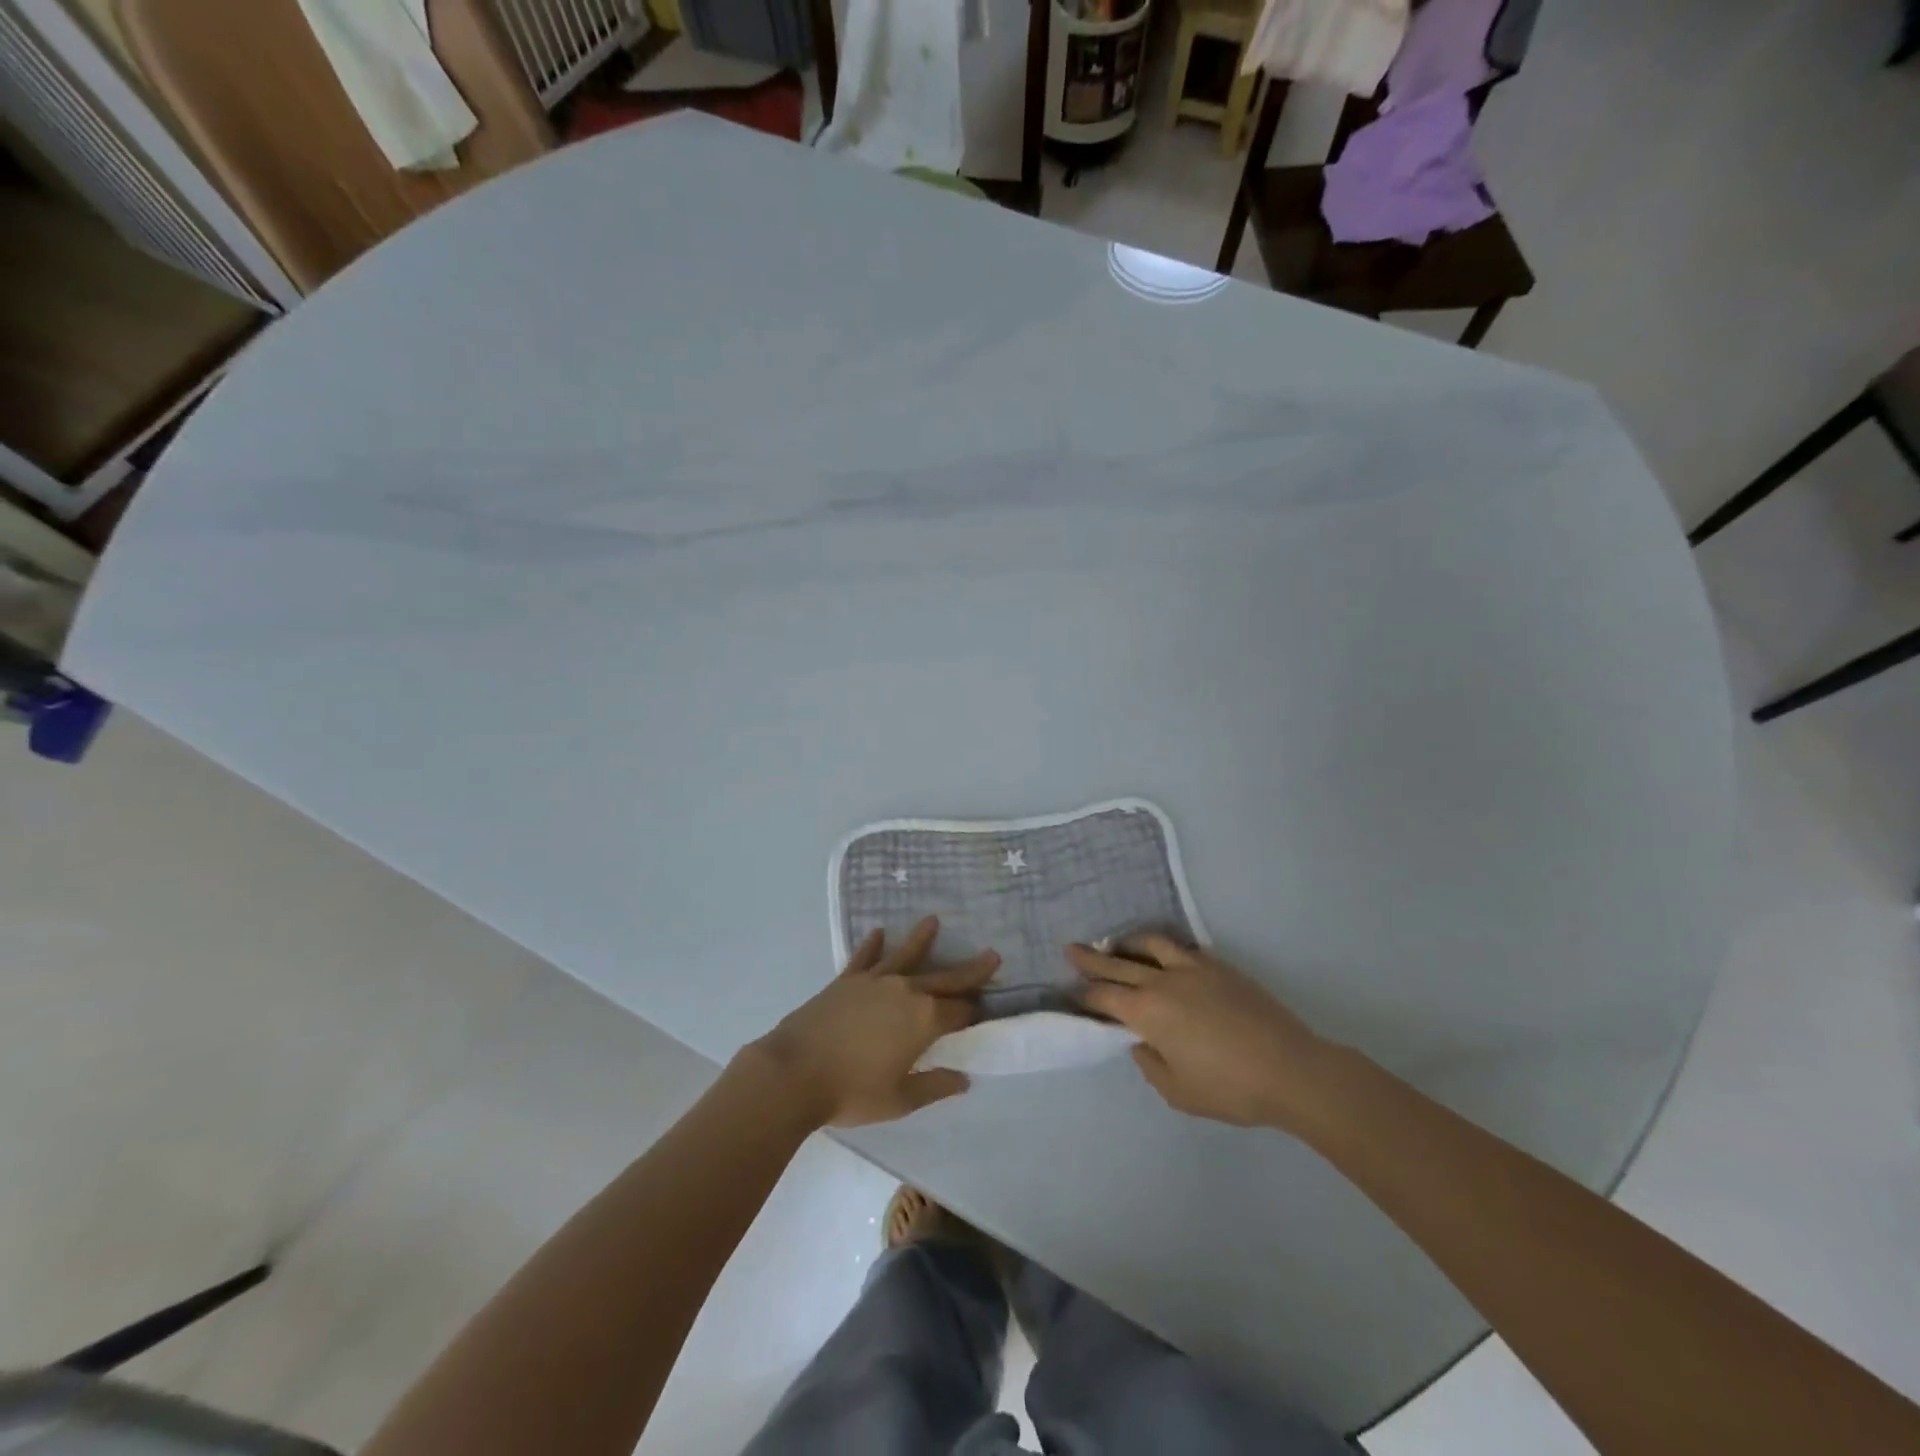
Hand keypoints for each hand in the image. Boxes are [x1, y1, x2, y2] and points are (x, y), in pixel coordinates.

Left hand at [752, 917, 999, 1127]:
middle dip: (970, 969)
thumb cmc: (851, 1092)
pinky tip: (879, 932)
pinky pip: (865, 957)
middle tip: (992, 955)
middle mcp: (906, 991)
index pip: (960, 1011)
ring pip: (906, 955)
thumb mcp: (900, 1100)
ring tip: (933, 920)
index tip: (987, 1007)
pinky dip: (872, 944)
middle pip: (945, 978)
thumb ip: (934, 1086)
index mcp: (924, 1020)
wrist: (794, 1072)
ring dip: (921, 939)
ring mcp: (875, 981)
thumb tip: (963, 1079)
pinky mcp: (847, 980)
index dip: (976, 1011)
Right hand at [1069, 935, 1331, 1130]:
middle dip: (1091, 958)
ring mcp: (1192, 968)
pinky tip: (1162, 955)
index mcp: (1147, 1011)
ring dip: (1127, 943)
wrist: (1291, 1069)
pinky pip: (1181, 947)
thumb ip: (1148, 1062)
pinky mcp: (1218, 966)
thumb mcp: (1177, 1091)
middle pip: (1118, 963)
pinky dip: (1162, 947)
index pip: (1104, 996)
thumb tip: (1140, 1040)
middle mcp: (1163, 981)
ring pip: (1150, 944)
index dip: (1083, 993)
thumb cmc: (1229, 1088)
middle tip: (1071, 949)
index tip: (1069, 990)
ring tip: (1115, 945)